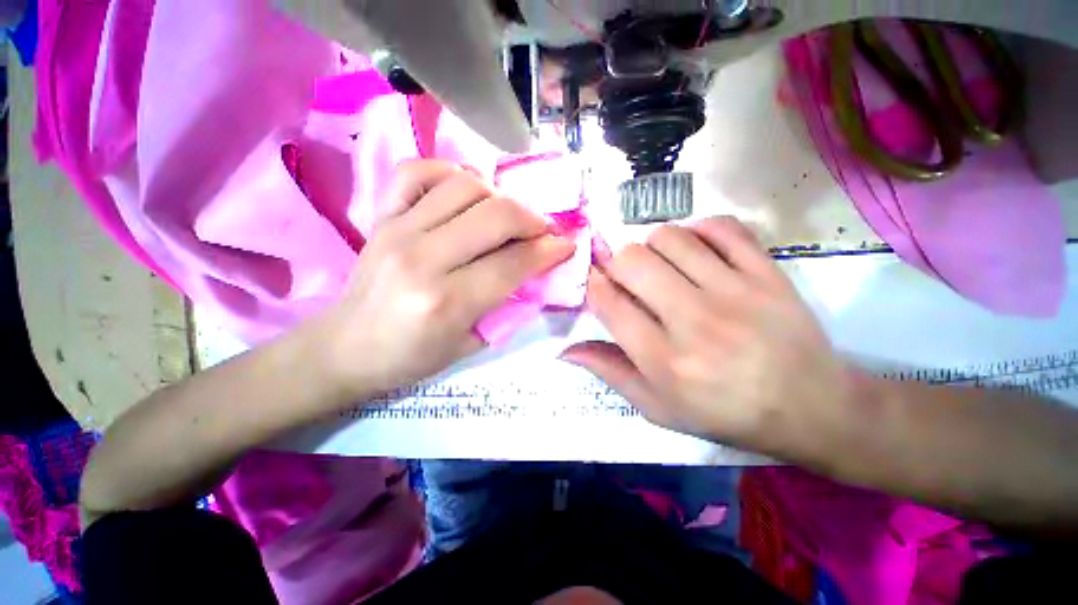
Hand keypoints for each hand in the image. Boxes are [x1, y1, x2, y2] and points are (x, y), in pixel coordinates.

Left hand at [317, 160, 574, 401]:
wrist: (345, 348)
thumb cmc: (411, 357)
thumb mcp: (470, 345)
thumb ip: (508, 306)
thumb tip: (537, 271)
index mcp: (447, 301)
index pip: (513, 262)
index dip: (548, 250)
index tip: (566, 245)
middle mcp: (423, 258)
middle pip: (495, 215)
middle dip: (532, 219)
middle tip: (542, 230)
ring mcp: (398, 230)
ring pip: (465, 186)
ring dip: (499, 197)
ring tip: (506, 216)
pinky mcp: (381, 217)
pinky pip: (417, 171)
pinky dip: (449, 173)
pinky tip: (464, 191)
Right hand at [563, 217, 851, 453]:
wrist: (812, 408)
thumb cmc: (724, 413)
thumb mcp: (657, 407)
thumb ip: (609, 372)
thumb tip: (565, 349)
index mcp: (664, 360)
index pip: (608, 303)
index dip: (592, 284)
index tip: (595, 281)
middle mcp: (694, 321)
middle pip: (632, 261)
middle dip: (617, 264)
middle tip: (628, 278)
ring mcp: (735, 292)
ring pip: (670, 237)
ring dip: (653, 246)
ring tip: (662, 266)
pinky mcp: (768, 273)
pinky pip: (722, 226)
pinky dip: (699, 230)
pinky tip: (697, 250)